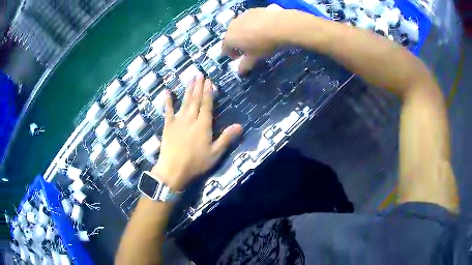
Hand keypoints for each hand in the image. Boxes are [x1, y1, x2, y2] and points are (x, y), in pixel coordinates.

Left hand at [152, 74, 242, 190]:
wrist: (173, 170)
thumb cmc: (196, 163)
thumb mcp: (215, 153)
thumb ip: (226, 138)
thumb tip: (240, 126)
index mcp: (203, 125)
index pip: (207, 104)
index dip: (208, 92)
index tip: (209, 81)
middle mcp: (191, 118)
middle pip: (195, 99)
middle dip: (198, 86)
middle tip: (199, 74)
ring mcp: (178, 121)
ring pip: (184, 101)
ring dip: (188, 89)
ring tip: (190, 78)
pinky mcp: (168, 125)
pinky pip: (167, 110)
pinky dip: (168, 101)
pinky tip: (167, 91)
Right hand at [223, 8, 288, 73]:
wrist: (279, 26)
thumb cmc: (264, 44)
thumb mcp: (255, 57)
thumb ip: (245, 65)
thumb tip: (240, 72)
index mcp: (229, 39)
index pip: (225, 49)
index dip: (231, 54)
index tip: (239, 57)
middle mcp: (231, 26)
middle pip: (231, 36)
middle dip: (237, 43)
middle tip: (248, 48)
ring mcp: (241, 17)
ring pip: (239, 27)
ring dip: (243, 32)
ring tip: (255, 37)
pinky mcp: (251, 10)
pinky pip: (248, 19)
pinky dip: (251, 24)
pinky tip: (261, 27)